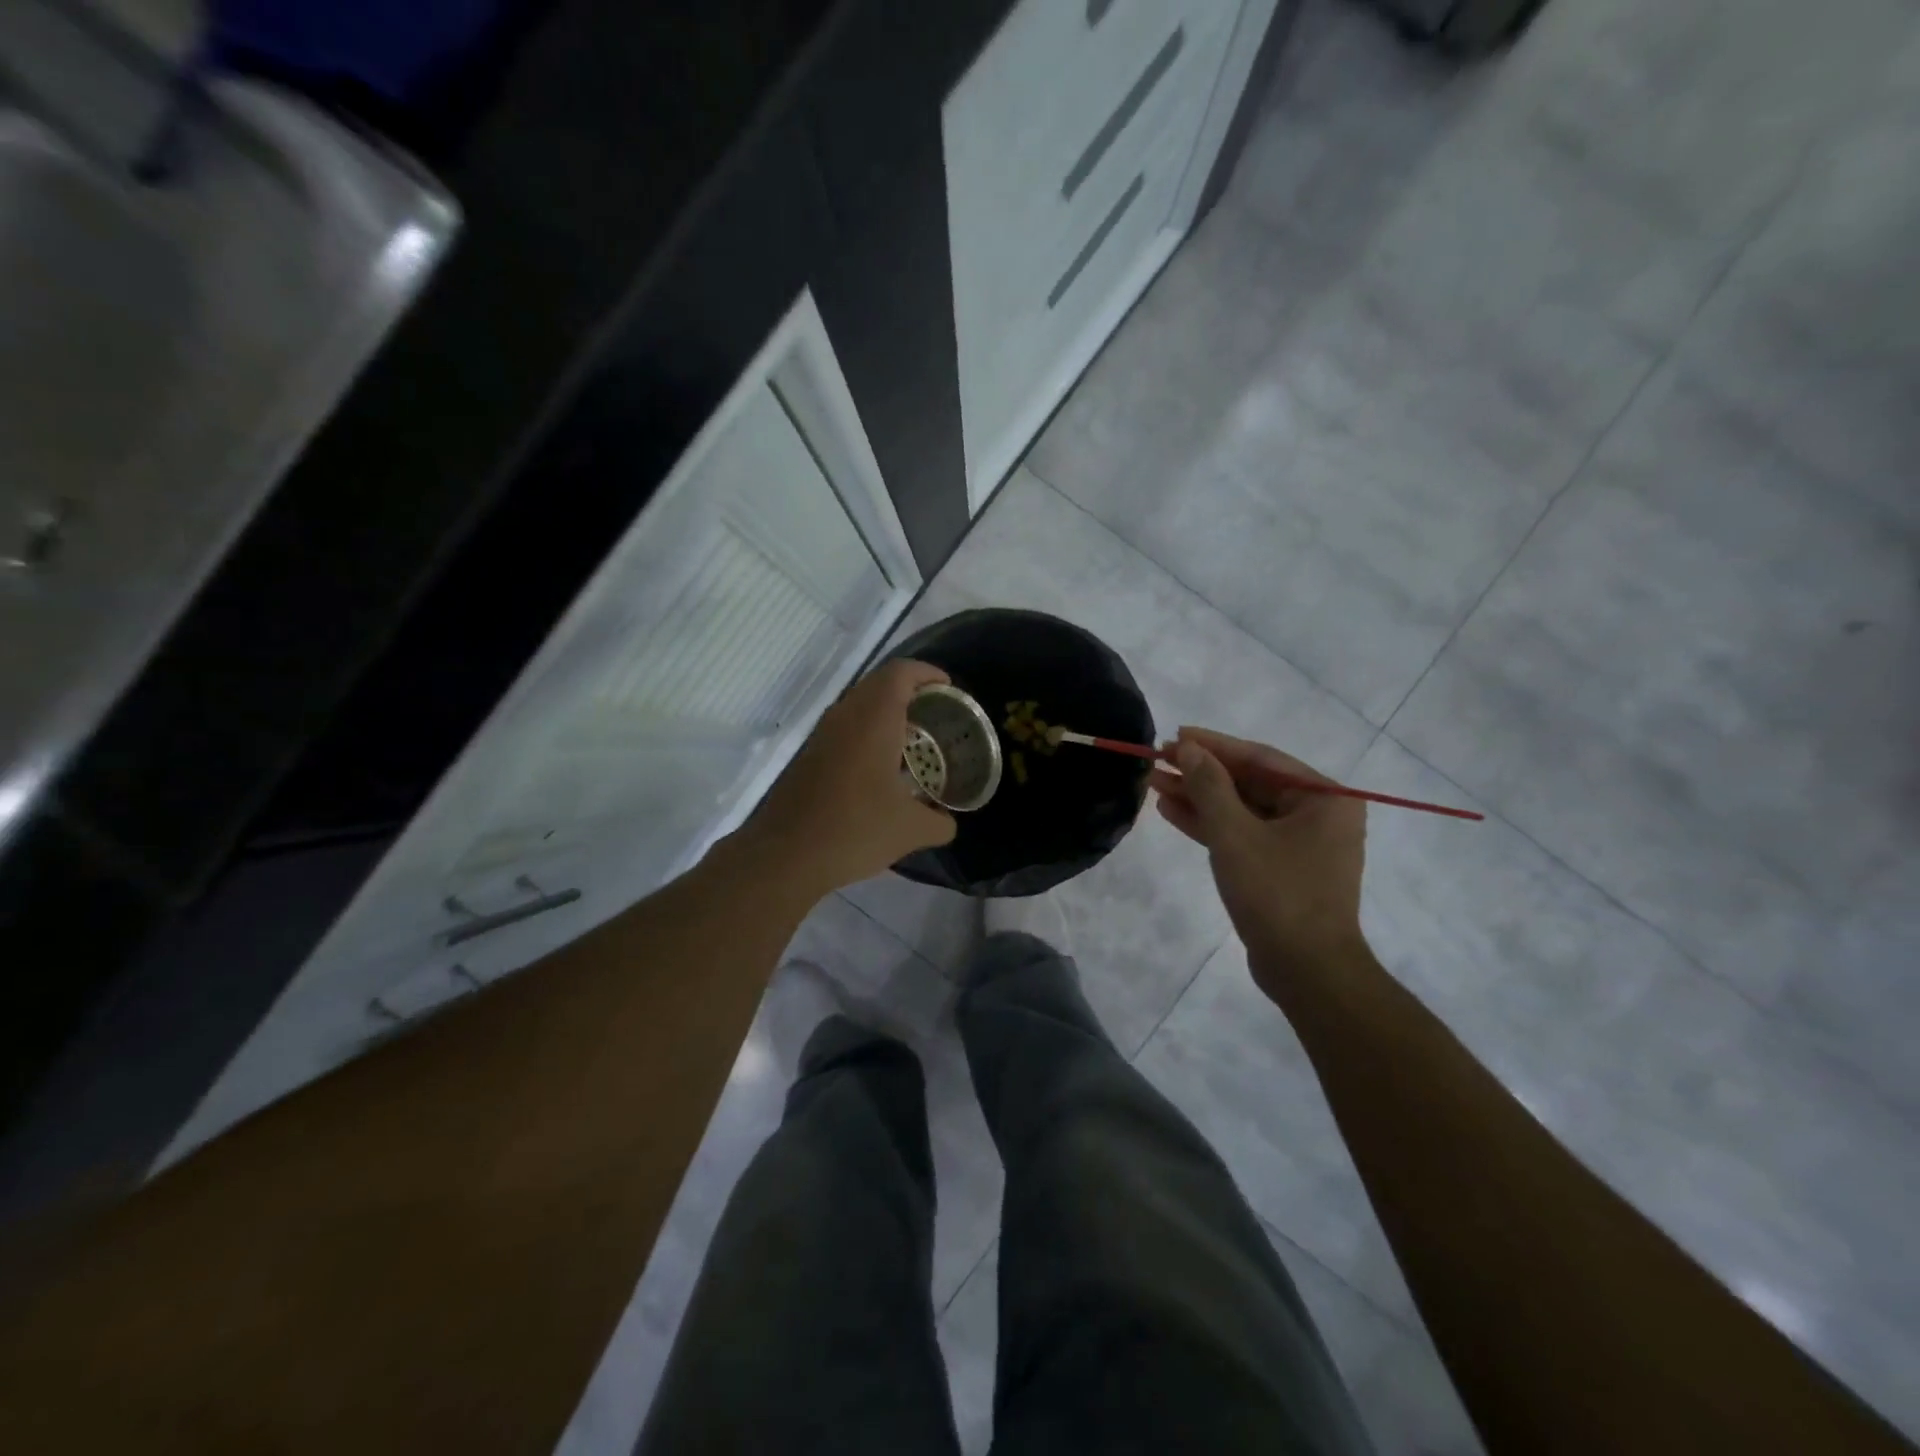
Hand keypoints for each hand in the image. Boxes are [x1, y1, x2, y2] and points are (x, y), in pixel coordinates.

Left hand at [747, 659, 956, 892]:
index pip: (900, 672)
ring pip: (858, 705)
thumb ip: (939, 822)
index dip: (927, 672)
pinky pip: (844, 728)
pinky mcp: (809, 756)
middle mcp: (845, 717)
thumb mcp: (910, 830)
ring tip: (914, 740)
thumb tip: (948, 822)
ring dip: (886, 712)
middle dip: (910, 691)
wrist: (785, 856)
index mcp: (873, 720)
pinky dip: (867, 733)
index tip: (948, 689)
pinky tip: (882, 768)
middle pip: (879, 683)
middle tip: (936, 714)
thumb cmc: (855, 830)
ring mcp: (822, 735)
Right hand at [1151, 728, 1368, 1002]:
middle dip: (1201, 773)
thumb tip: (1187, 747)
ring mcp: (1299, 843)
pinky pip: (1243, 834)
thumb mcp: (1235, 834)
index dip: (1213, 745)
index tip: (1174, 735)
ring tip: (1155, 783)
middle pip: (1249, 782)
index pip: (1259, 758)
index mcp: (1323, 798)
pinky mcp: (1281, 867)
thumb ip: (1209, 786)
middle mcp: (1317, 814)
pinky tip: (1173, 811)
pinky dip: (1210, 824)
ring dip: (1199, 798)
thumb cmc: (1277, 893)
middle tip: (1158, 760)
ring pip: (1242, 809)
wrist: (1306, 971)